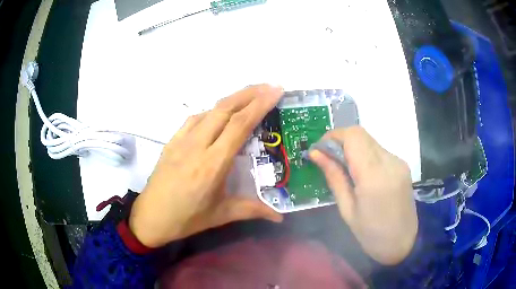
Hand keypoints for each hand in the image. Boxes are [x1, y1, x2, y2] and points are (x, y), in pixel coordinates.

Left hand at [129, 84, 283, 247]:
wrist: (151, 217)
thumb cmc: (186, 218)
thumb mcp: (222, 215)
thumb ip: (253, 210)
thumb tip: (280, 216)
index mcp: (212, 164)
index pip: (239, 125)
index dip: (259, 104)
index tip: (276, 90)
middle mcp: (197, 145)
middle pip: (225, 109)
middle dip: (249, 93)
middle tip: (269, 86)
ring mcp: (181, 140)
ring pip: (210, 110)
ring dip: (232, 99)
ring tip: (249, 96)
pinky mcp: (171, 141)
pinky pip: (194, 119)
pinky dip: (212, 111)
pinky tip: (218, 115)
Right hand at [310, 126, 416, 264]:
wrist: (403, 242)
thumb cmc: (371, 234)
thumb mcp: (347, 210)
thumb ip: (334, 177)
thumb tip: (316, 154)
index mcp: (373, 176)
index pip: (353, 136)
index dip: (332, 136)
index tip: (319, 149)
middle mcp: (389, 162)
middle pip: (361, 133)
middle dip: (340, 140)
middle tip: (328, 158)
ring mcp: (398, 161)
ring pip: (369, 140)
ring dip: (352, 147)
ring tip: (343, 167)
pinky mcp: (402, 164)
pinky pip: (379, 150)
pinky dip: (365, 154)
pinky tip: (361, 173)